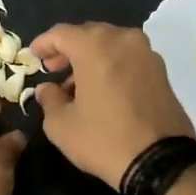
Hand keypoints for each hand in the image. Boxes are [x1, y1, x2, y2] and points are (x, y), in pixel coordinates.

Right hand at [30, 22, 194, 187]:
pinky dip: (111, 65)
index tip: (34, 56)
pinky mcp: (161, 71)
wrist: (160, 161)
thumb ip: (49, 99)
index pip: (62, 33)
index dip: (44, 43)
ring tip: (76, 84)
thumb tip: (48, 89)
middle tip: (54, 69)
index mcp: (95, 46)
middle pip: (89, 34)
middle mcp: (123, 40)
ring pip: (111, 44)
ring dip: (91, 57)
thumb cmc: (104, 139)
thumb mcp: (62, 125)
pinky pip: (128, 57)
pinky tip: (102, 88)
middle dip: (68, 49)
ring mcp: (146, 53)